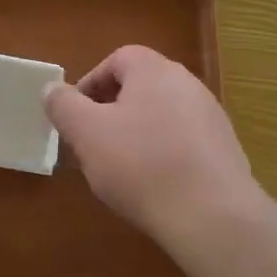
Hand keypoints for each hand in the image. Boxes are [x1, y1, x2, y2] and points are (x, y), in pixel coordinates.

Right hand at [44, 45, 260, 237]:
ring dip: (137, 134)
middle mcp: (187, 83)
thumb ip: (64, 106)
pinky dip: (164, 154)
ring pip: (162, 115)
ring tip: (120, 169)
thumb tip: (51, 89)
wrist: (212, 216)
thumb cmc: (141, 165)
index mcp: (154, 70)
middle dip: (111, 112)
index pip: (117, 60)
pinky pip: (183, 141)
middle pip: (140, 87)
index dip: (91, 84)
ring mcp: (211, 116)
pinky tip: (154, 185)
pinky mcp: (225, 149)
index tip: (76, 116)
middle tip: (93, 143)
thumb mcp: (87, 133)